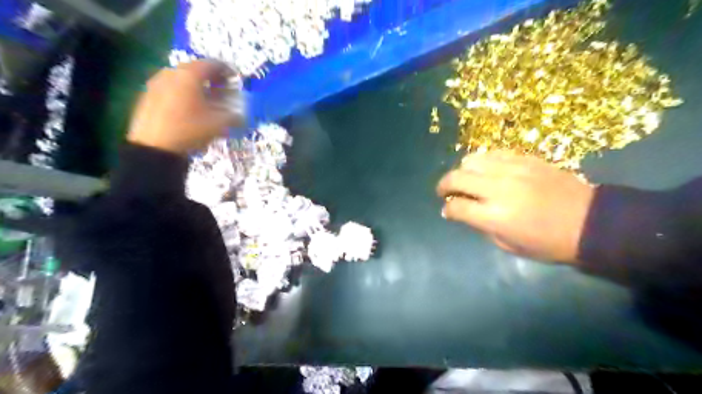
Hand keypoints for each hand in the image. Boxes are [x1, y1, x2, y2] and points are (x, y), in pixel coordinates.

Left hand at [127, 61, 244, 155]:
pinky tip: (191, 108)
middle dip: (212, 78)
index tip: (235, 79)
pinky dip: (185, 93)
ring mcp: (157, 83)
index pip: (212, 64)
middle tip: (223, 90)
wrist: (154, 147)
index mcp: (190, 75)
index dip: (227, 70)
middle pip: (196, 69)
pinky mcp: (148, 96)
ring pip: (182, 79)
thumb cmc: (190, 130)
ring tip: (208, 100)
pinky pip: (172, 88)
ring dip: (197, 86)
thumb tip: (242, 116)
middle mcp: (172, 73)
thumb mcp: (219, 125)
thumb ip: (234, 116)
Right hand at [437, 151, 594, 264]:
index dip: (448, 209)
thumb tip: (462, 212)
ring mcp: (512, 170)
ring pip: (472, 160)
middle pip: (457, 177)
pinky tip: (487, 171)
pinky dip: (483, 162)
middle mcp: (498, 189)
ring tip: (466, 180)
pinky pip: (493, 153)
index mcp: (495, 216)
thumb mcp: (508, 244)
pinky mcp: (525, 159)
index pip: (457, 207)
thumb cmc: (548, 243)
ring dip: (462, 171)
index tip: (448, 211)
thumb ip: (480, 226)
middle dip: (444, 185)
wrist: (589, 222)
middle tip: (445, 192)